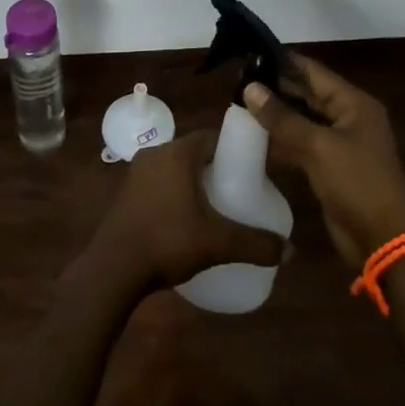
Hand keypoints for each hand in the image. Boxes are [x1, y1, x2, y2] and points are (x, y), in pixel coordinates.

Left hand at [87, 128, 287, 291]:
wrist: (113, 268)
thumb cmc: (168, 241)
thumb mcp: (218, 243)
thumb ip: (256, 244)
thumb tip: (291, 251)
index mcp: (178, 153)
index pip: (213, 136)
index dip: (233, 149)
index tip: (251, 169)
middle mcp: (155, 153)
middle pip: (193, 152)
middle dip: (215, 168)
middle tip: (237, 191)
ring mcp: (136, 172)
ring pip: (174, 168)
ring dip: (192, 181)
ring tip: (214, 207)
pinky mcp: (125, 193)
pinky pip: (158, 183)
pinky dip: (173, 193)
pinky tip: (184, 219)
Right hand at [244, 55, 404, 268]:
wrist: (383, 238)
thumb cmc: (356, 182)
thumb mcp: (317, 146)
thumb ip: (282, 117)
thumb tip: (250, 88)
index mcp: (354, 103)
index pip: (313, 71)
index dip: (283, 62)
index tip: (251, 54)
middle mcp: (348, 117)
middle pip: (308, 93)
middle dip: (277, 87)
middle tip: (239, 79)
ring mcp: (340, 143)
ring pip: (303, 119)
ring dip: (277, 113)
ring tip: (241, 102)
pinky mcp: (330, 166)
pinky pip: (303, 143)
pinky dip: (282, 138)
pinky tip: (256, 135)